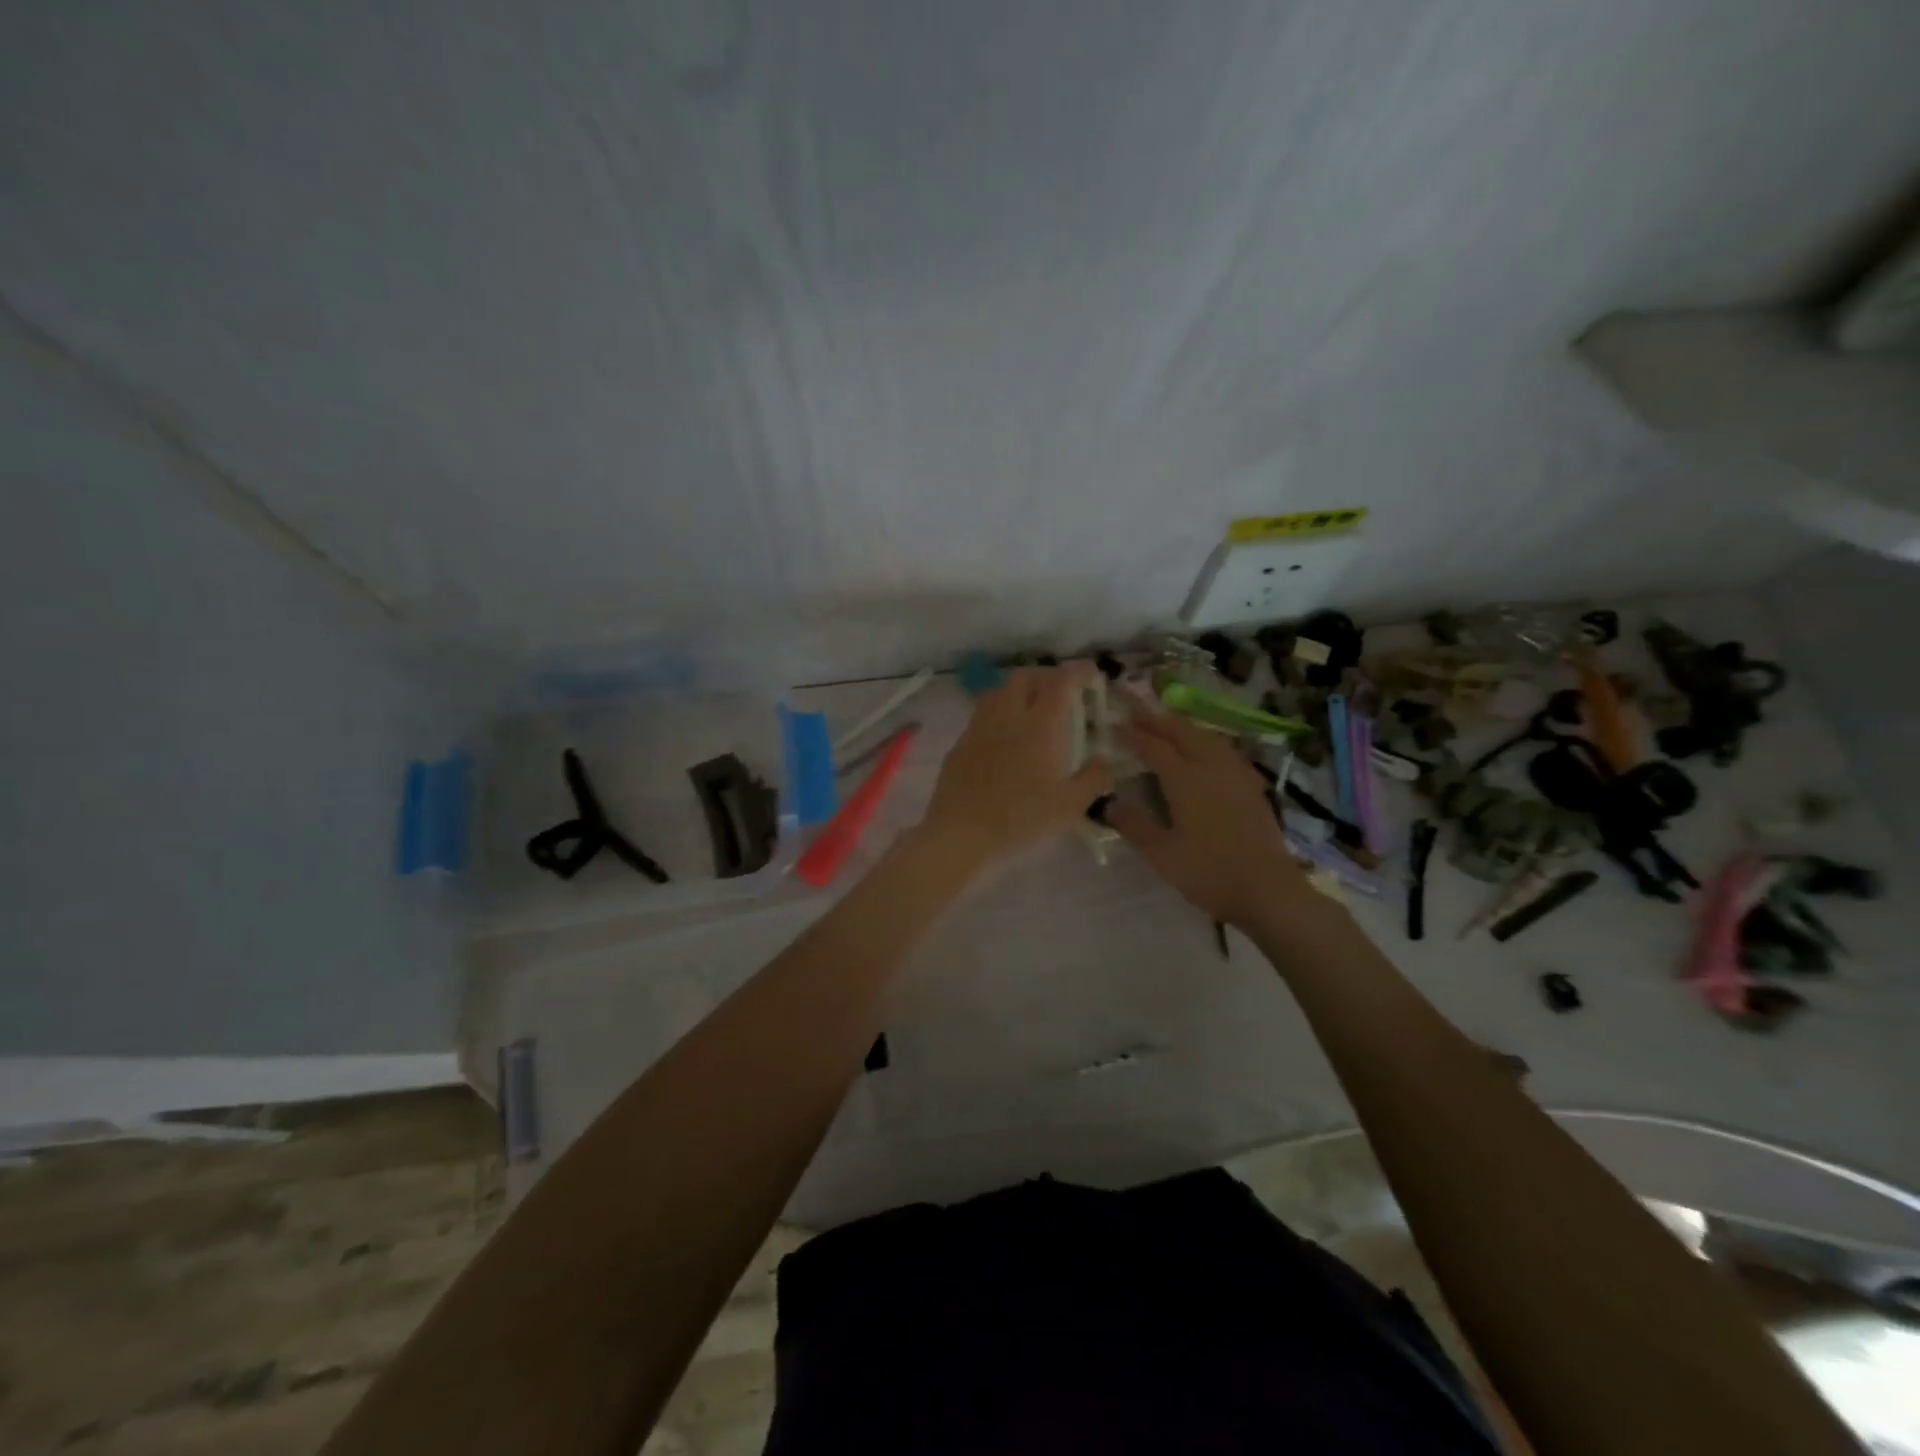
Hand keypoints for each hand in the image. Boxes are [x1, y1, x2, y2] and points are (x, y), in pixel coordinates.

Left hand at [920, 665, 1114, 869]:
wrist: (961, 835)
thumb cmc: (1022, 820)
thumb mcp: (1071, 806)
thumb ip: (1094, 778)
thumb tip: (1105, 760)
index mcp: (1040, 724)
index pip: (1060, 681)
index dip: (1078, 672)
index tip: (1091, 674)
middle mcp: (1007, 715)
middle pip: (1025, 677)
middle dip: (1046, 676)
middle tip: (1061, 691)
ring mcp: (978, 728)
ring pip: (998, 691)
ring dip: (1019, 691)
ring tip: (1031, 709)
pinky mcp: (959, 745)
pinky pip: (981, 716)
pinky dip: (998, 715)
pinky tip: (1004, 738)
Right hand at [1107, 705, 1309, 926]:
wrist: (1268, 890)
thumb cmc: (1209, 872)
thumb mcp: (1161, 854)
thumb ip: (1133, 825)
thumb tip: (1108, 803)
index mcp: (1185, 779)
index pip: (1153, 746)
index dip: (1132, 734)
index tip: (1113, 724)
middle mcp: (1211, 766)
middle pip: (1182, 731)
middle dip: (1157, 719)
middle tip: (1136, 711)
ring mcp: (1236, 774)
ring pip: (1206, 736)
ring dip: (1182, 726)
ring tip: (1166, 725)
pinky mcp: (1251, 786)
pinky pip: (1223, 749)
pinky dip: (1205, 740)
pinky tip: (1204, 750)